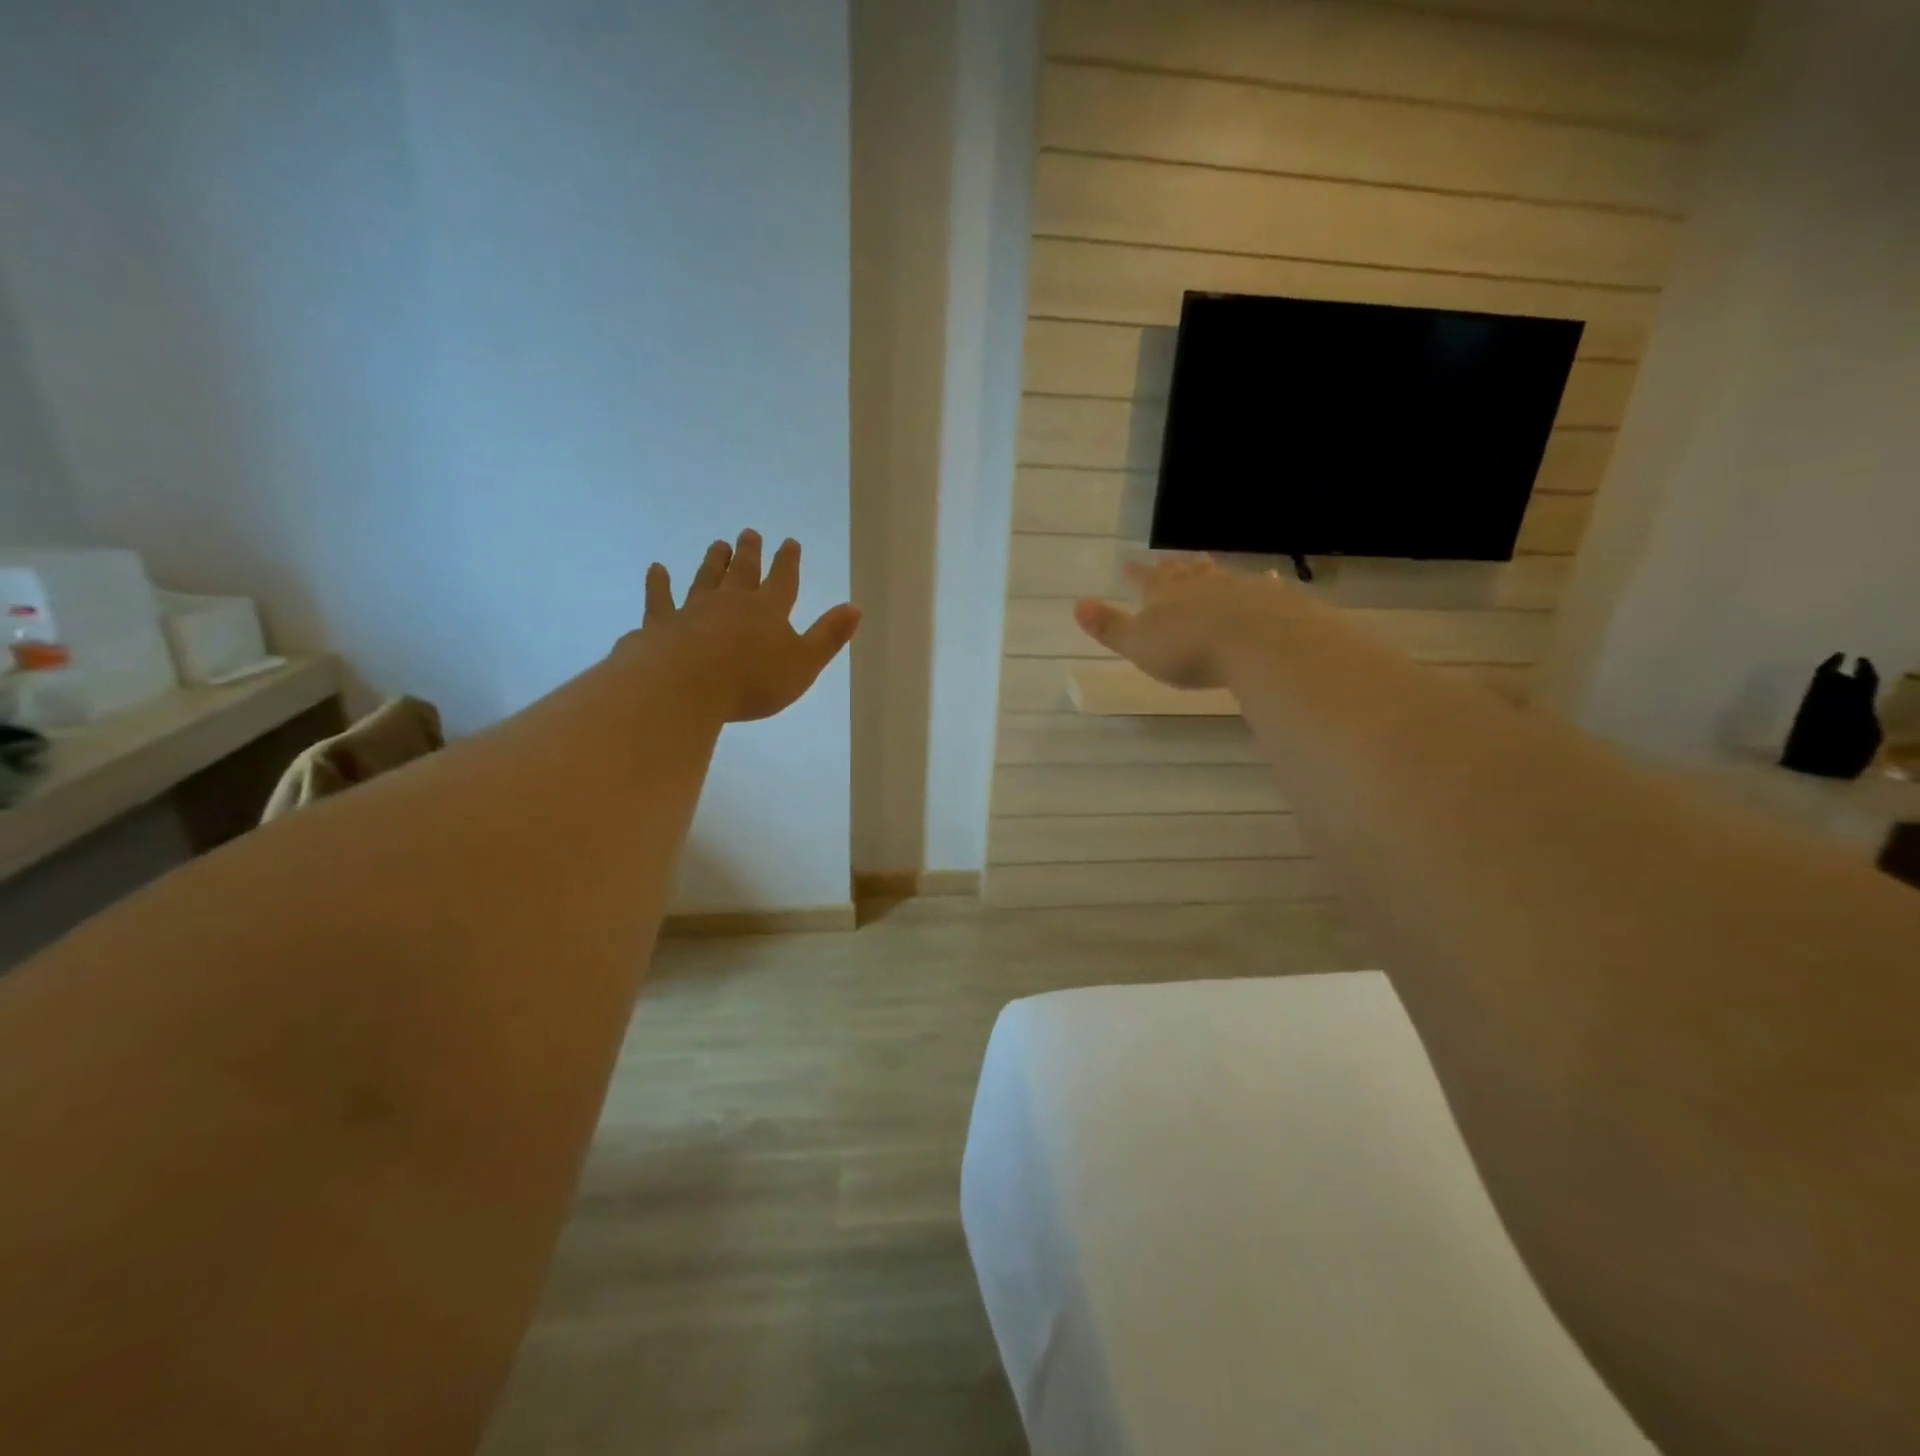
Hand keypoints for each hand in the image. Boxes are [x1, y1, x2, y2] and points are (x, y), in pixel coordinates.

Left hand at [633, 530, 860, 722]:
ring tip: (718, 545)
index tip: (789, 542)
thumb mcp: (804, 664)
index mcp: (769, 610)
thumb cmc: (752, 680)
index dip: (788, 561)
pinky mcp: (662, 623)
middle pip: (743, 571)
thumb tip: (854, 607)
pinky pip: (661, 598)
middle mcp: (732, 601)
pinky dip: (659, 583)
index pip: (783, 580)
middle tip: (749, 533)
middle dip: (749, 552)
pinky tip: (656, 570)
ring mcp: (694, 609)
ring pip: (706, 578)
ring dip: (714, 561)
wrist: (685, 685)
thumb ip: (828, 636)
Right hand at [1074, 556, 1280, 690]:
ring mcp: (1237, 589)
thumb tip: (1077, 605)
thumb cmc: (1188, 649)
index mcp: (1165, 595)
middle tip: (1168, 558)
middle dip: (1173, 567)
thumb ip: (1109, 626)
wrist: (1256, 641)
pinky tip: (1269, 580)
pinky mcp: (1271, 601)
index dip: (1136, 575)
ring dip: (1211, 570)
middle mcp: (1200, 585)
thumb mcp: (1139, 644)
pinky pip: (1261, 588)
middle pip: (1183, 572)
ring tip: (1207, 563)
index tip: (1127, 565)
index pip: (1146, 580)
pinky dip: (1260, 585)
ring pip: (1219, 575)